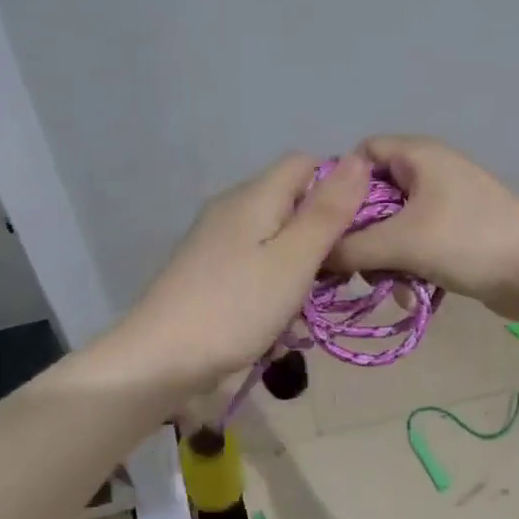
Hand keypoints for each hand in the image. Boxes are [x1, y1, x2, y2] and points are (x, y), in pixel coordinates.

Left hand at [103, 152, 370, 397]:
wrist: (159, 359)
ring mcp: (216, 241)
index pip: (306, 163)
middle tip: (339, 278)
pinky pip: (255, 266)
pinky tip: (278, 324)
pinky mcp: (209, 271)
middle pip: (292, 203)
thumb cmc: (235, 307)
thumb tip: (359, 159)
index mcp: (253, 196)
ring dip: (300, 271)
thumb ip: (327, 212)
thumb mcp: (293, 260)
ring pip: (277, 240)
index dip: (338, 187)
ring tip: (308, 309)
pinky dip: (274, 288)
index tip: (358, 230)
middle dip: (322, 237)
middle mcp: (233, 209)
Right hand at [327, 136, 518, 318]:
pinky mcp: (456, 233)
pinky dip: (407, 266)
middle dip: (359, 232)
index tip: (324, 224)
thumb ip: (348, 248)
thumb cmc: (469, 241)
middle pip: (372, 195)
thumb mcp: (400, 243)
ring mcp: (445, 203)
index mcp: (417, 155)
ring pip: (392, 226)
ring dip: (383, 257)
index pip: (360, 154)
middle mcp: (429, 172)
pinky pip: (415, 244)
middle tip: (348, 263)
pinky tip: (409, 295)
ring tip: (384, 285)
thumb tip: (312, 256)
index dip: (338, 185)